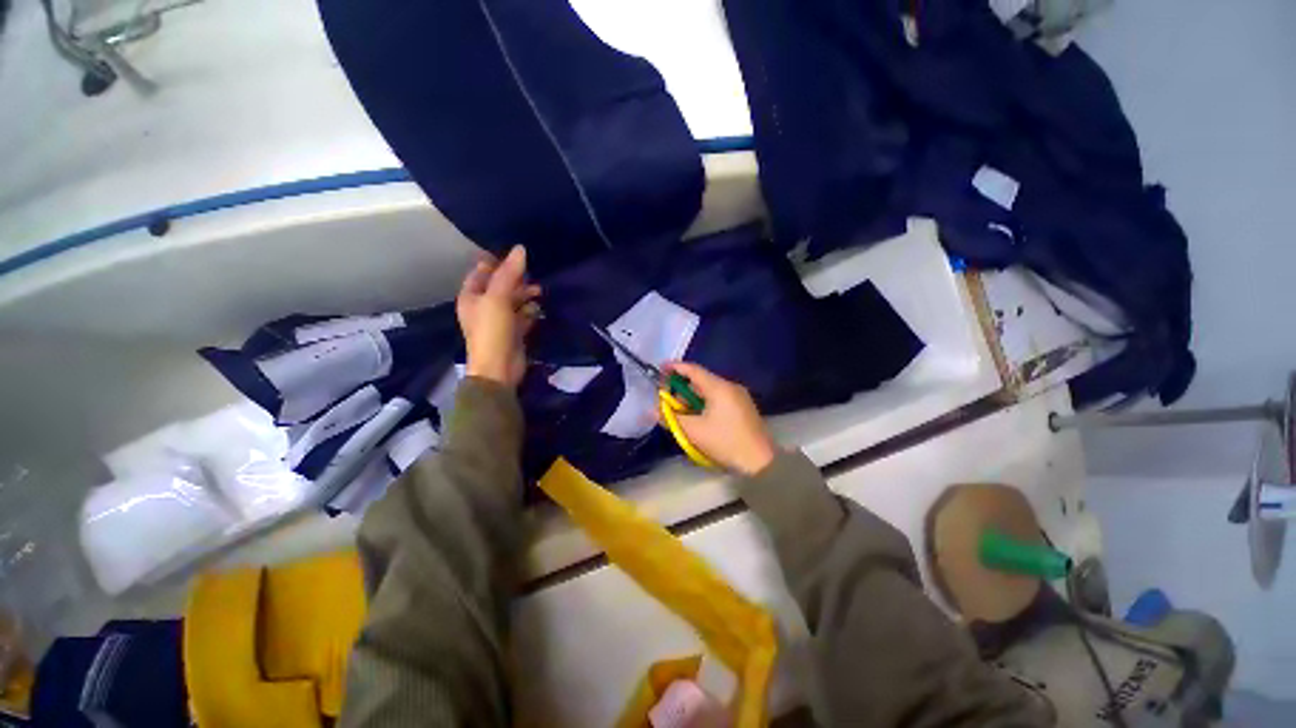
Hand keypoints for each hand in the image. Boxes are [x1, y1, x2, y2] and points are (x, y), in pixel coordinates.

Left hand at [457, 246, 540, 386]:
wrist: (499, 369)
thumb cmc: (492, 331)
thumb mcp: (497, 298)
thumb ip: (509, 273)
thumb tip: (520, 248)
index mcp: (471, 296)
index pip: (482, 272)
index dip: (497, 262)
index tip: (517, 255)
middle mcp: (483, 306)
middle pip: (501, 286)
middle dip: (517, 280)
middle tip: (533, 274)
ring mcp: (499, 320)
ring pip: (514, 301)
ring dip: (526, 296)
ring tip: (540, 292)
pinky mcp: (514, 332)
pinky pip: (523, 316)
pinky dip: (531, 311)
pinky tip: (539, 309)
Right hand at [662, 362, 776, 475]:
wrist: (761, 462)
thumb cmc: (726, 442)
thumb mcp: (694, 431)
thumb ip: (671, 419)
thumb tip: (653, 411)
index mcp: (719, 387)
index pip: (693, 370)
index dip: (675, 367)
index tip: (660, 368)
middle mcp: (730, 386)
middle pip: (701, 380)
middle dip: (681, 388)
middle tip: (667, 400)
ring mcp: (739, 397)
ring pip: (709, 391)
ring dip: (692, 398)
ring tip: (680, 412)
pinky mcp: (743, 408)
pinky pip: (718, 398)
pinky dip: (704, 403)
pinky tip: (697, 417)